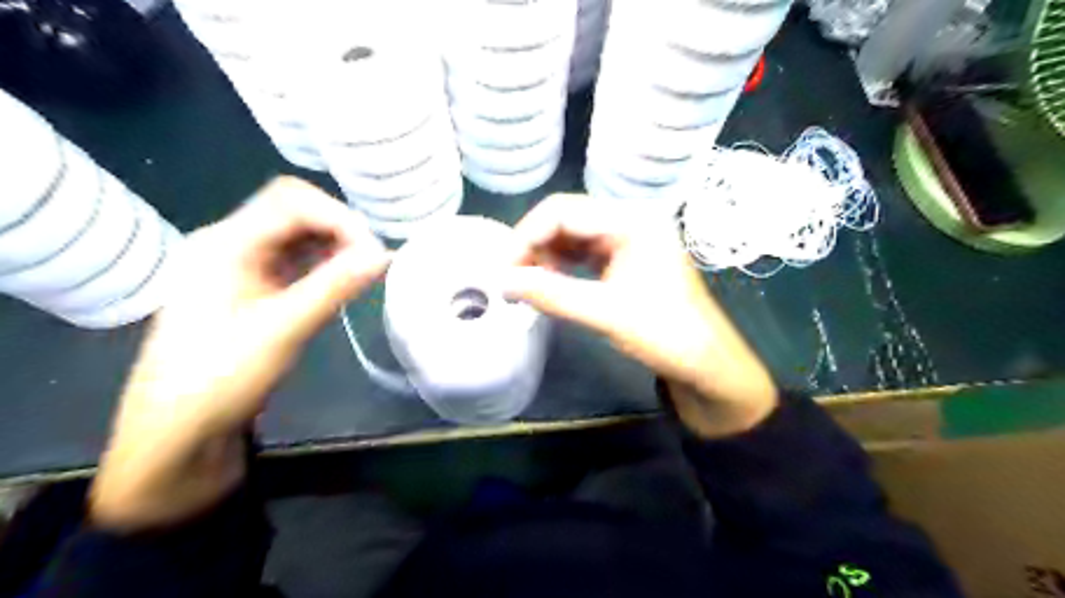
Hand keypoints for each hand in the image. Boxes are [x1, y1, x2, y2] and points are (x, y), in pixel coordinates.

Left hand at [87, 178, 387, 531]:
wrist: (177, 430)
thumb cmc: (220, 377)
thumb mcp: (283, 329)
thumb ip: (334, 286)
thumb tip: (383, 255)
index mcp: (223, 244)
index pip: (289, 202)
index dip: (338, 217)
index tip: (373, 250)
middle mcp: (229, 244)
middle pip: (292, 210)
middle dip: (338, 228)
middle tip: (372, 258)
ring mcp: (238, 265)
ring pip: (295, 234)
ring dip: (333, 244)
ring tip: (363, 268)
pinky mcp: (250, 286)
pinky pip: (293, 259)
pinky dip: (322, 262)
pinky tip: (341, 279)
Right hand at [505, 193, 780, 436]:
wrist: (706, 363)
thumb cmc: (666, 334)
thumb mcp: (606, 313)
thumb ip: (552, 294)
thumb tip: (502, 282)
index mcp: (632, 221)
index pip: (563, 210)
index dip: (526, 236)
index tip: (504, 270)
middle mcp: (630, 220)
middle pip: (566, 218)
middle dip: (534, 246)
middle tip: (511, 279)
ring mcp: (629, 239)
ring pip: (573, 236)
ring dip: (545, 256)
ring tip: (527, 285)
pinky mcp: (626, 259)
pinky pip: (584, 253)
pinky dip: (562, 266)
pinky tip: (549, 284)